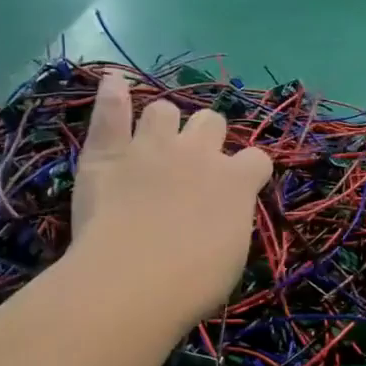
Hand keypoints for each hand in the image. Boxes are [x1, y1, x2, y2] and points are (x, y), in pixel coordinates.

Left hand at [72, 72, 271, 321]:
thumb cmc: (192, 283)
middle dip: (207, 137)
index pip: (257, 159)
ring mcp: (151, 146)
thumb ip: (232, 221)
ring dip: (164, 122)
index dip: (250, 171)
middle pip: (211, 121)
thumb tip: (224, 214)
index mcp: (236, 182)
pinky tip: (114, 82)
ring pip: (164, 109)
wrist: (133, 281)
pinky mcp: (108, 152)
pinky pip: (111, 109)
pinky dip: (113, 93)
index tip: (241, 187)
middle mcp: (198, 153)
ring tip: (154, 140)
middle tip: (194, 164)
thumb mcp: (232, 257)